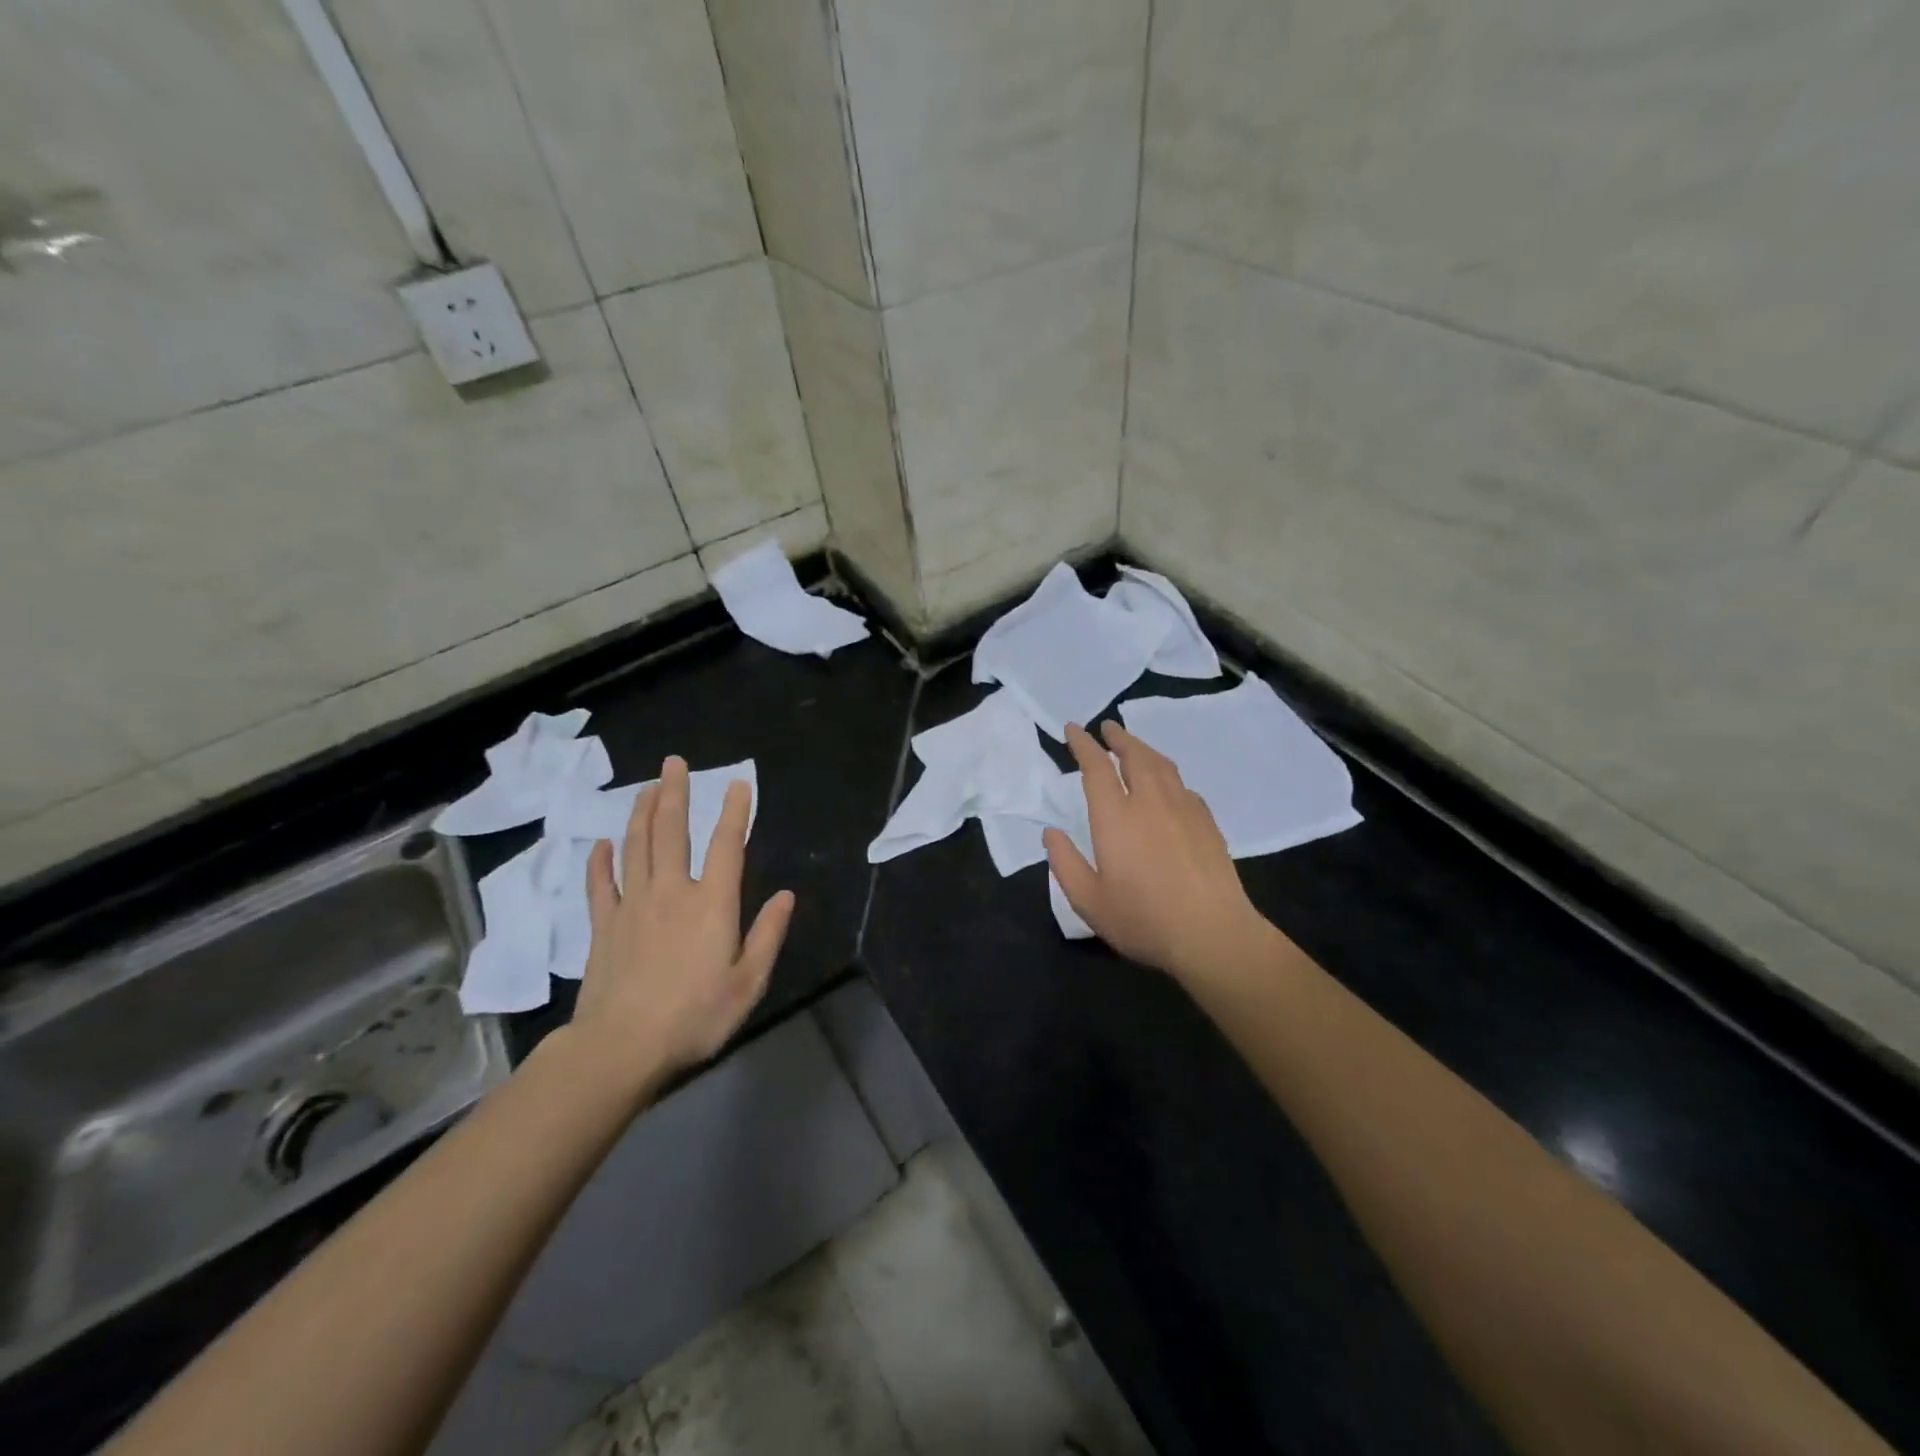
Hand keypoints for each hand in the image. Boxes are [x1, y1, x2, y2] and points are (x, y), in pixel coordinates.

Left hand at [573, 756, 794, 1080]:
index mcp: (711, 903)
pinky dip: (601, 861)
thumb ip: (768, 935)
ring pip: (636, 847)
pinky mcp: (603, 926)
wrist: (621, 1047)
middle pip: (671, 832)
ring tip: (646, 787)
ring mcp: (632, 905)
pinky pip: (601, 884)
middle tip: (673, 762)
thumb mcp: (748, 982)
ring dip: (642, 813)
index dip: (735, 812)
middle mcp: (671, 892)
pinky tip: (602, 844)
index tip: (738, 783)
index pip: (726, 845)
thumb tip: (787, 895)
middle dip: (675, 794)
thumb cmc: (695, 1016)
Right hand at [1044, 721, 1274, 987]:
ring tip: (1134, 746)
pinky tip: (1167, 786)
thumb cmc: (1143, 920)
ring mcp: (1183, 809)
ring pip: (1162, 766)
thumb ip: (1065, 864)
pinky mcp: (1207, 823)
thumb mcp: (1088, 902)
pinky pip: (1183, 786)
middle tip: (1107, 727)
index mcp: (1115, 818)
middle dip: (1118, 738)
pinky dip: (1167, 775)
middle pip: (1134, 756)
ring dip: (1144, 749)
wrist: (1212, 935)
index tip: (1073, 729)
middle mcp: (1149, 803)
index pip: (1096, 767)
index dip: (1083, 744)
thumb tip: (1051, 833)